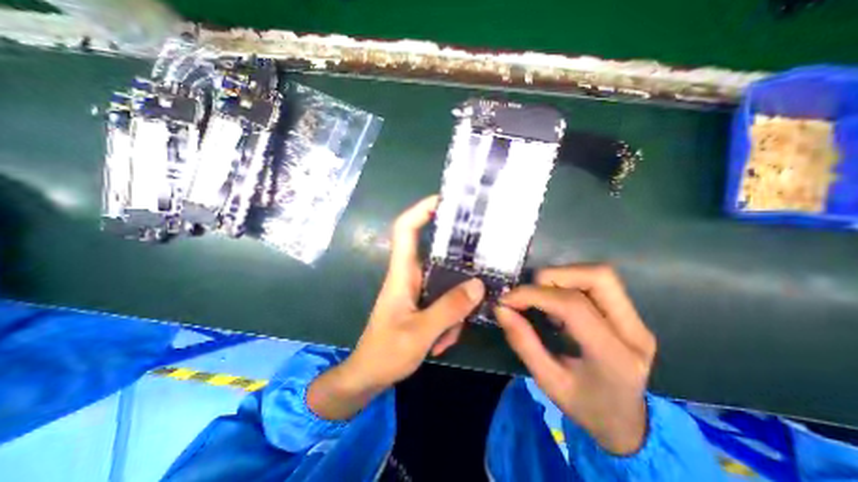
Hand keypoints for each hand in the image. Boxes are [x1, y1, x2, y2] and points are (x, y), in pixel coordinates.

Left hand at [308, 197, 480, 419]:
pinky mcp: (423, 302)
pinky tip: (445, 341)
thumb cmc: (386, 352)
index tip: (445, 201)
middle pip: (434, 252)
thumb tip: (477, 285)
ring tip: (450, 334)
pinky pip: (444, 300)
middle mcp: (410, 275)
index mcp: (402, 274)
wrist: (368, 376)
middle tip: (480, 260)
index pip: (405, 230)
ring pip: (445, 281)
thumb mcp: (420, 333)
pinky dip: (450, 318)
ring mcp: (417, 289)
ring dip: (454, 305)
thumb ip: (449, 309)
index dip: (421, 210)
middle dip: (456, 258)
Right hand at [497, 266, 657, 452]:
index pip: (573, 306)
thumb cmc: (584, 405)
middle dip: (554, 277)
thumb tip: (501, 308)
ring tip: (541, 297)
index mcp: (614, 357)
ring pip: (599, 274)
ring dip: (561, 277)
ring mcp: (636, 319)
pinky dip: (569, 282)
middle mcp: (633, 331)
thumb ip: (523, 342)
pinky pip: (597, 282)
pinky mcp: (629, 313)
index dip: (534, 295)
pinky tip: (556, 301)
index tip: (507, 300)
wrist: (626, 421)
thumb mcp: (547, 381)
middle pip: (597, 277)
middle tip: (529, 293)